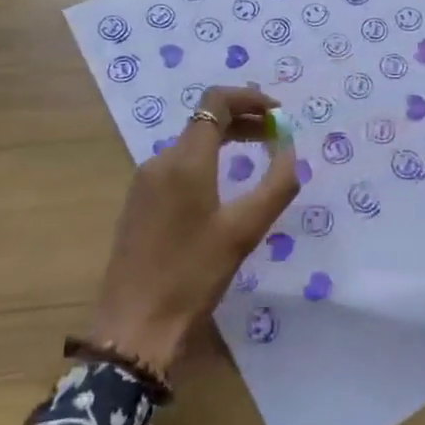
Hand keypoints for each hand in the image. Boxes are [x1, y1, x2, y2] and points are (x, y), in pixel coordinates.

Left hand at [86, 85, 298, 373]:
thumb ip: (276, 184)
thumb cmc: (193, 275)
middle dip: (244, 120)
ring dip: (226, 141)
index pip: (216, 102)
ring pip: (191, 144)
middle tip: (277, 136)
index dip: (250, 98)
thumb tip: (290, 149)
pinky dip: (207, 162)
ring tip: (257, 159)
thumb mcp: (245, 231)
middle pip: (205, 121)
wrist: (134, 326)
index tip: (279, 114)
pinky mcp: (139, 204)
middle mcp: (161, 161)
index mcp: (186, 160)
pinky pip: (178, 166)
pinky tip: (224, 188)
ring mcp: (145, 182)